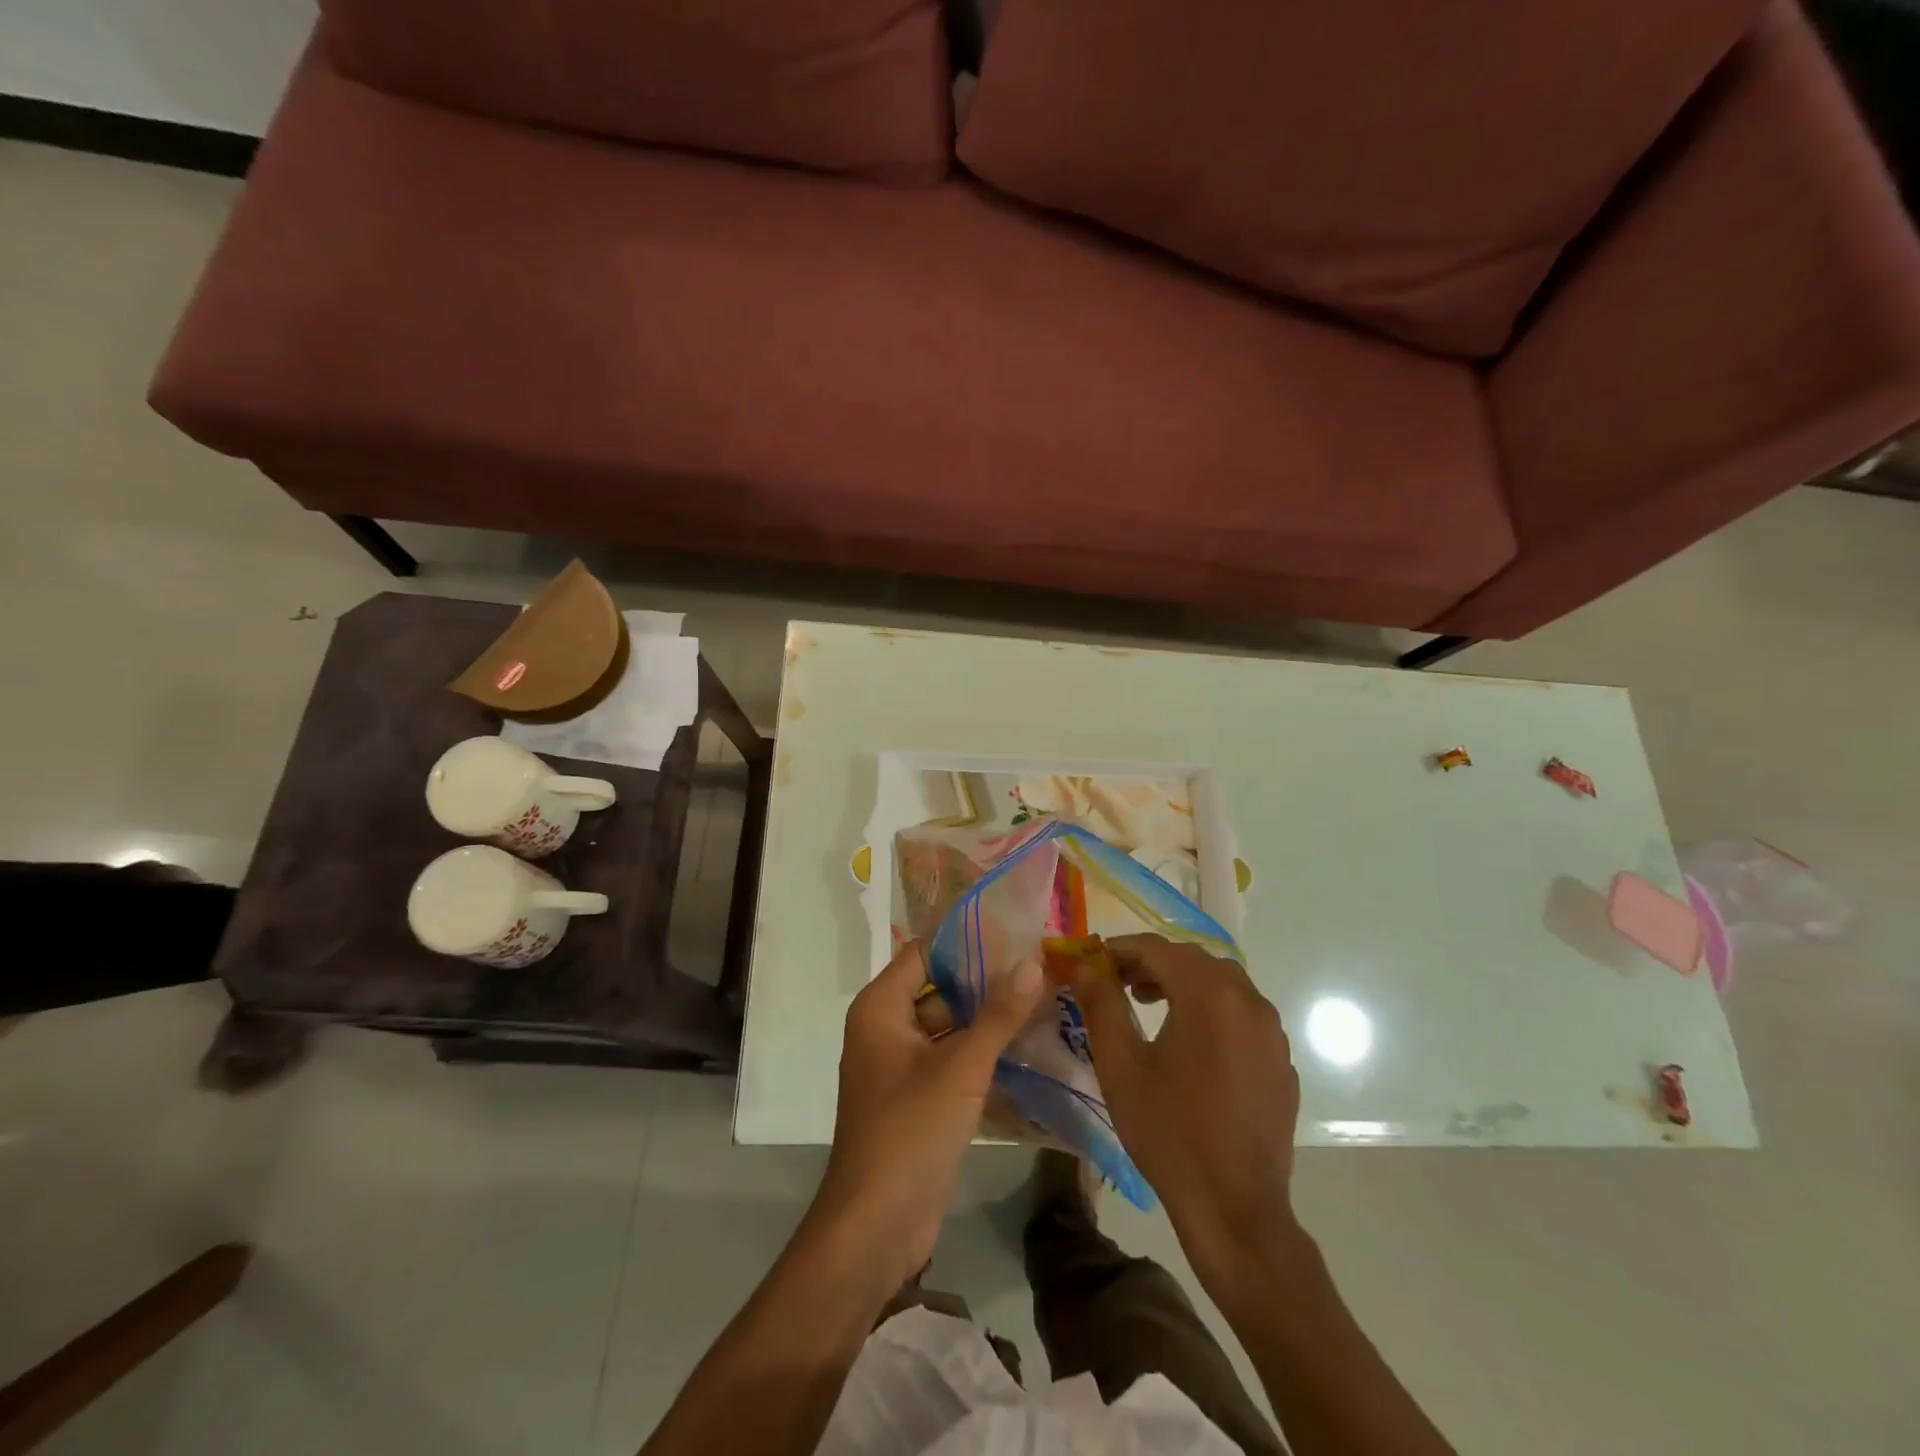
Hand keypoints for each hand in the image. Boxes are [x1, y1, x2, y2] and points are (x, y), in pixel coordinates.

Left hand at [811, 941, 1046, 1291]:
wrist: (876, 1228)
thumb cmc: (910, 1131)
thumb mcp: (961, 1068)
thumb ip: (998, 1014)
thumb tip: (1033, 962)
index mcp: (881, 1008)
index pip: (925, 954)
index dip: (967, 943)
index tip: (1016, 934)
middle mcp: (886, 1029)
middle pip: (940, 989)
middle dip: (987, 982)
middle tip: (1040, 967)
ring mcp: (902, 1067)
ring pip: (950, 1028)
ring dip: (989, 1021)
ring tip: (1044, 1001)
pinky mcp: (918, 1099)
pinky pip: (952, 1062)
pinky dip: (983, 1054)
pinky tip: (1028, 1047)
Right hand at [1064, 934, 1300, 1284]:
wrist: (1235, 1209)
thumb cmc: (1169, 1132)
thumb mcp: (1121, 1066)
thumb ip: (1100, 1004)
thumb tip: (1082, 966)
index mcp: (1208, 995)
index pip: (1157, 948)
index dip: (1120, 949)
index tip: (1092, 962)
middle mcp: (1248, 1000)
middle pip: (1192, 959)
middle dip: (1151, 963)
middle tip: (1116, 982)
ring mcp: (1271, 1030)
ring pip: (1221, 982)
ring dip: (1182, 982)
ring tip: (1148, 1003)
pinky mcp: (1281, 1058)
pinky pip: (1242, 1012)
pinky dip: (1211, 1008)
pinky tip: (1190, 1040)